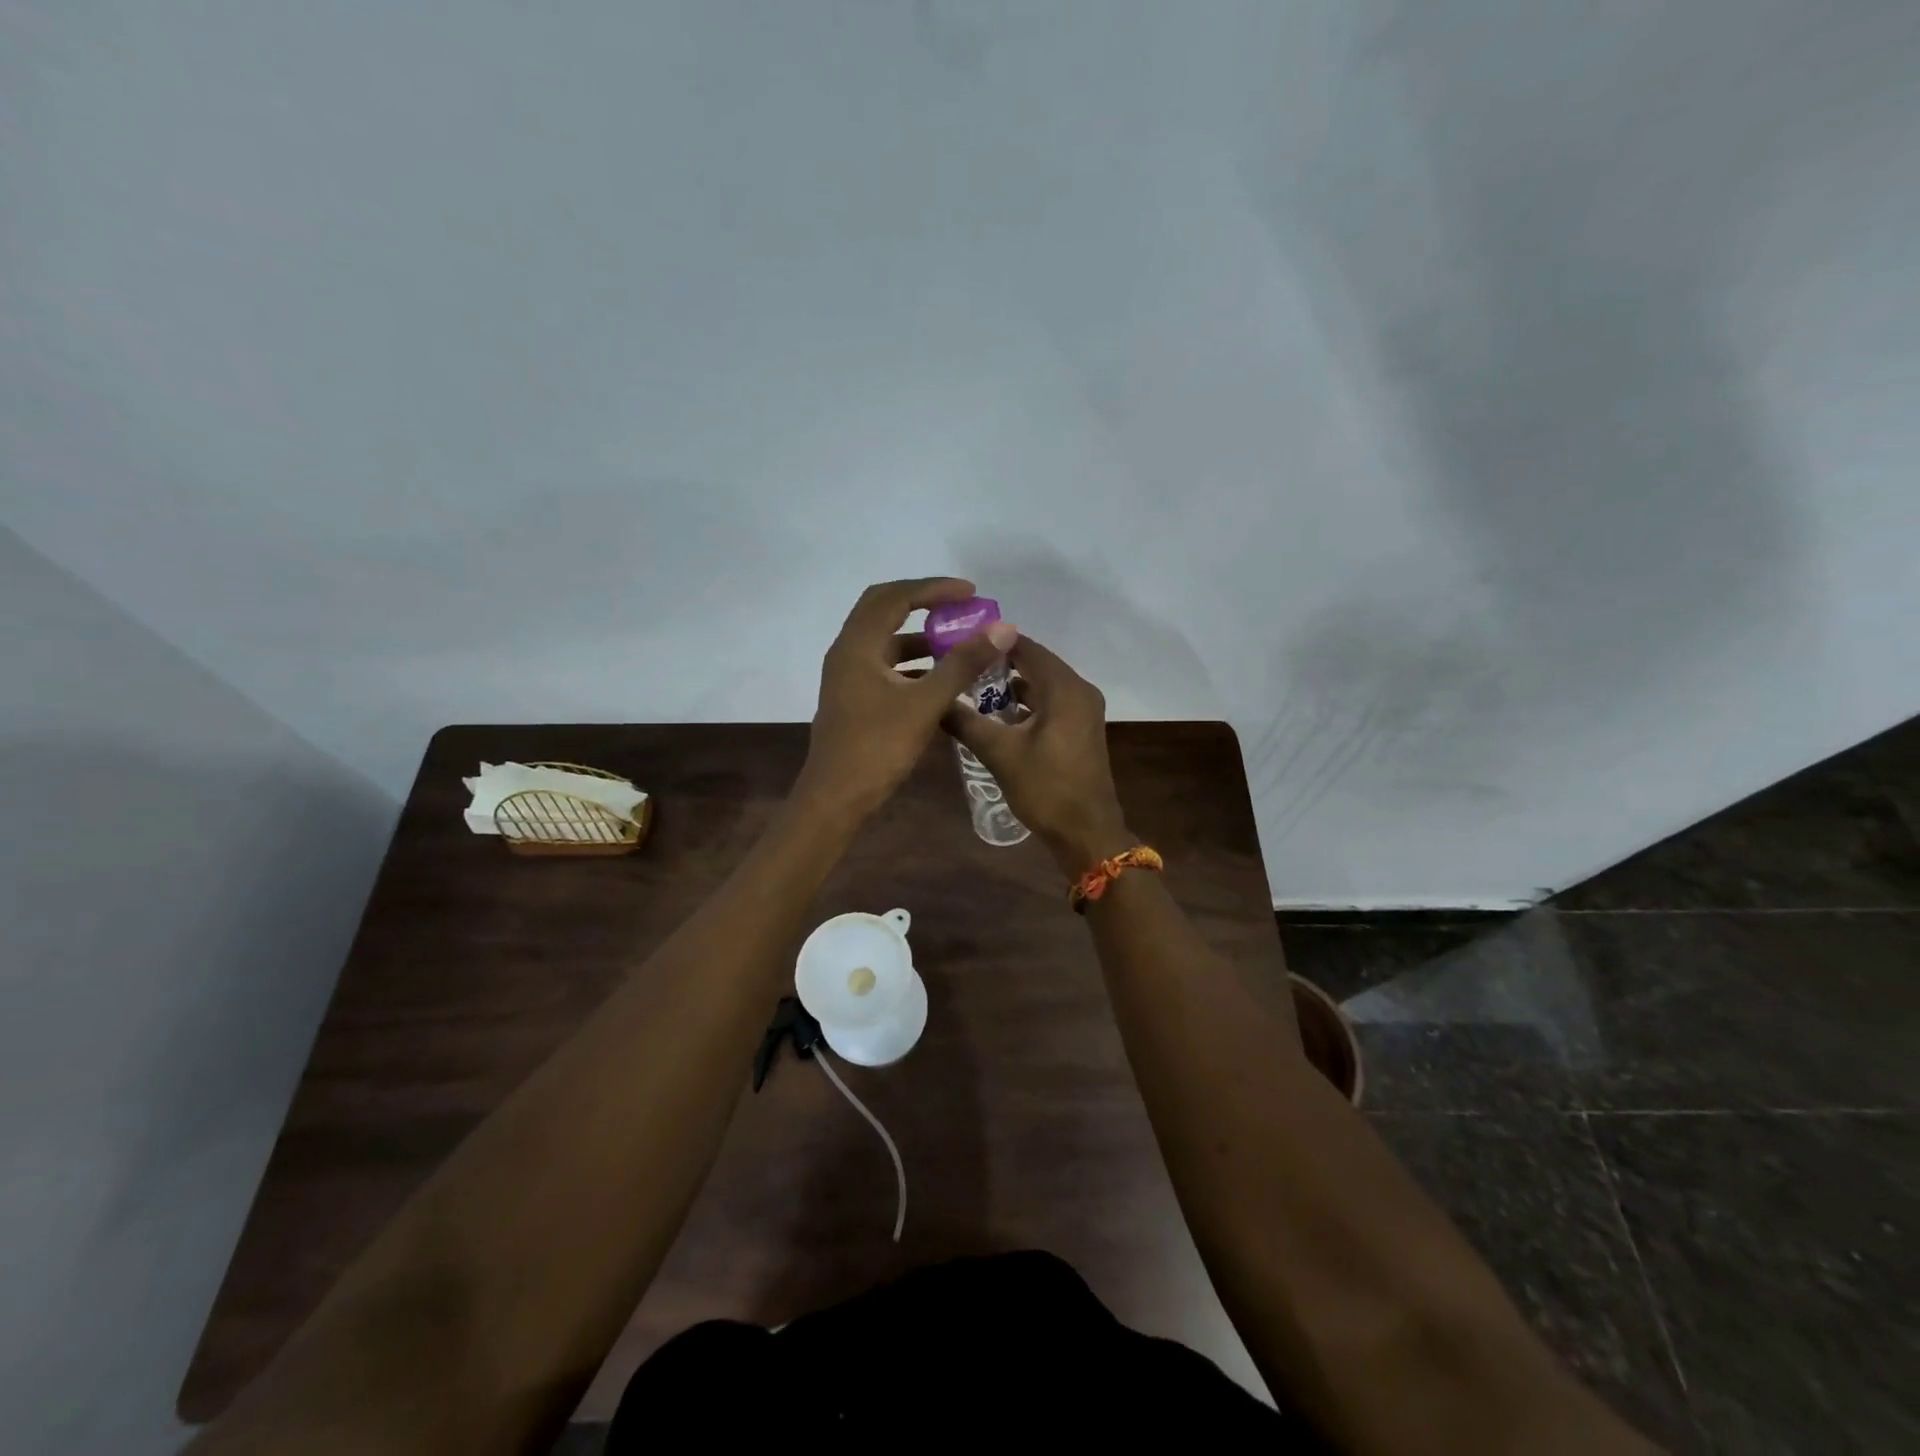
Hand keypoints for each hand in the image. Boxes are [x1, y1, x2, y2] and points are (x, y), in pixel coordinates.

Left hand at [796, 577, 1016, 821]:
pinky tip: (941, 680)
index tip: (970, 593)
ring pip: (886, 641)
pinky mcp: (854, 698)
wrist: (836, 798)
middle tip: (960, 607)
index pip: (895, 597)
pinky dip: (913, 664)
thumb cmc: (877, 748)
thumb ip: (962, 664)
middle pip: (884, 610)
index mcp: (857, 646)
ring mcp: (848, 677)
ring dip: (920, 637)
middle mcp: (848, 652)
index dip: (933, 589)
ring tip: (958, 643)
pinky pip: (886, 666)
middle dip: (924, 604)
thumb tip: (1000, 629)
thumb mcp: (925, 704)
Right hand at [941, 637, 1131, 874]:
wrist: (1086, 833)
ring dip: (1010, 685)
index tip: (957, 642)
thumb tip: (933, 700)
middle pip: (1034, 663)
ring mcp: (1082, 711)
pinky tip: (995, 715)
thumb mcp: (999, 753)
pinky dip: (1025, 703)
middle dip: (997, 663)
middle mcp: (1079, 691)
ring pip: (1041, 685)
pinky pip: (1049, 703)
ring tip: (969, 687)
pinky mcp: (1079, 730)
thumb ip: (965, 722)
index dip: (991, 641)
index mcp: (1065, 688)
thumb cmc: (1046, 788)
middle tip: (958, 663)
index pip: (1025, 647)